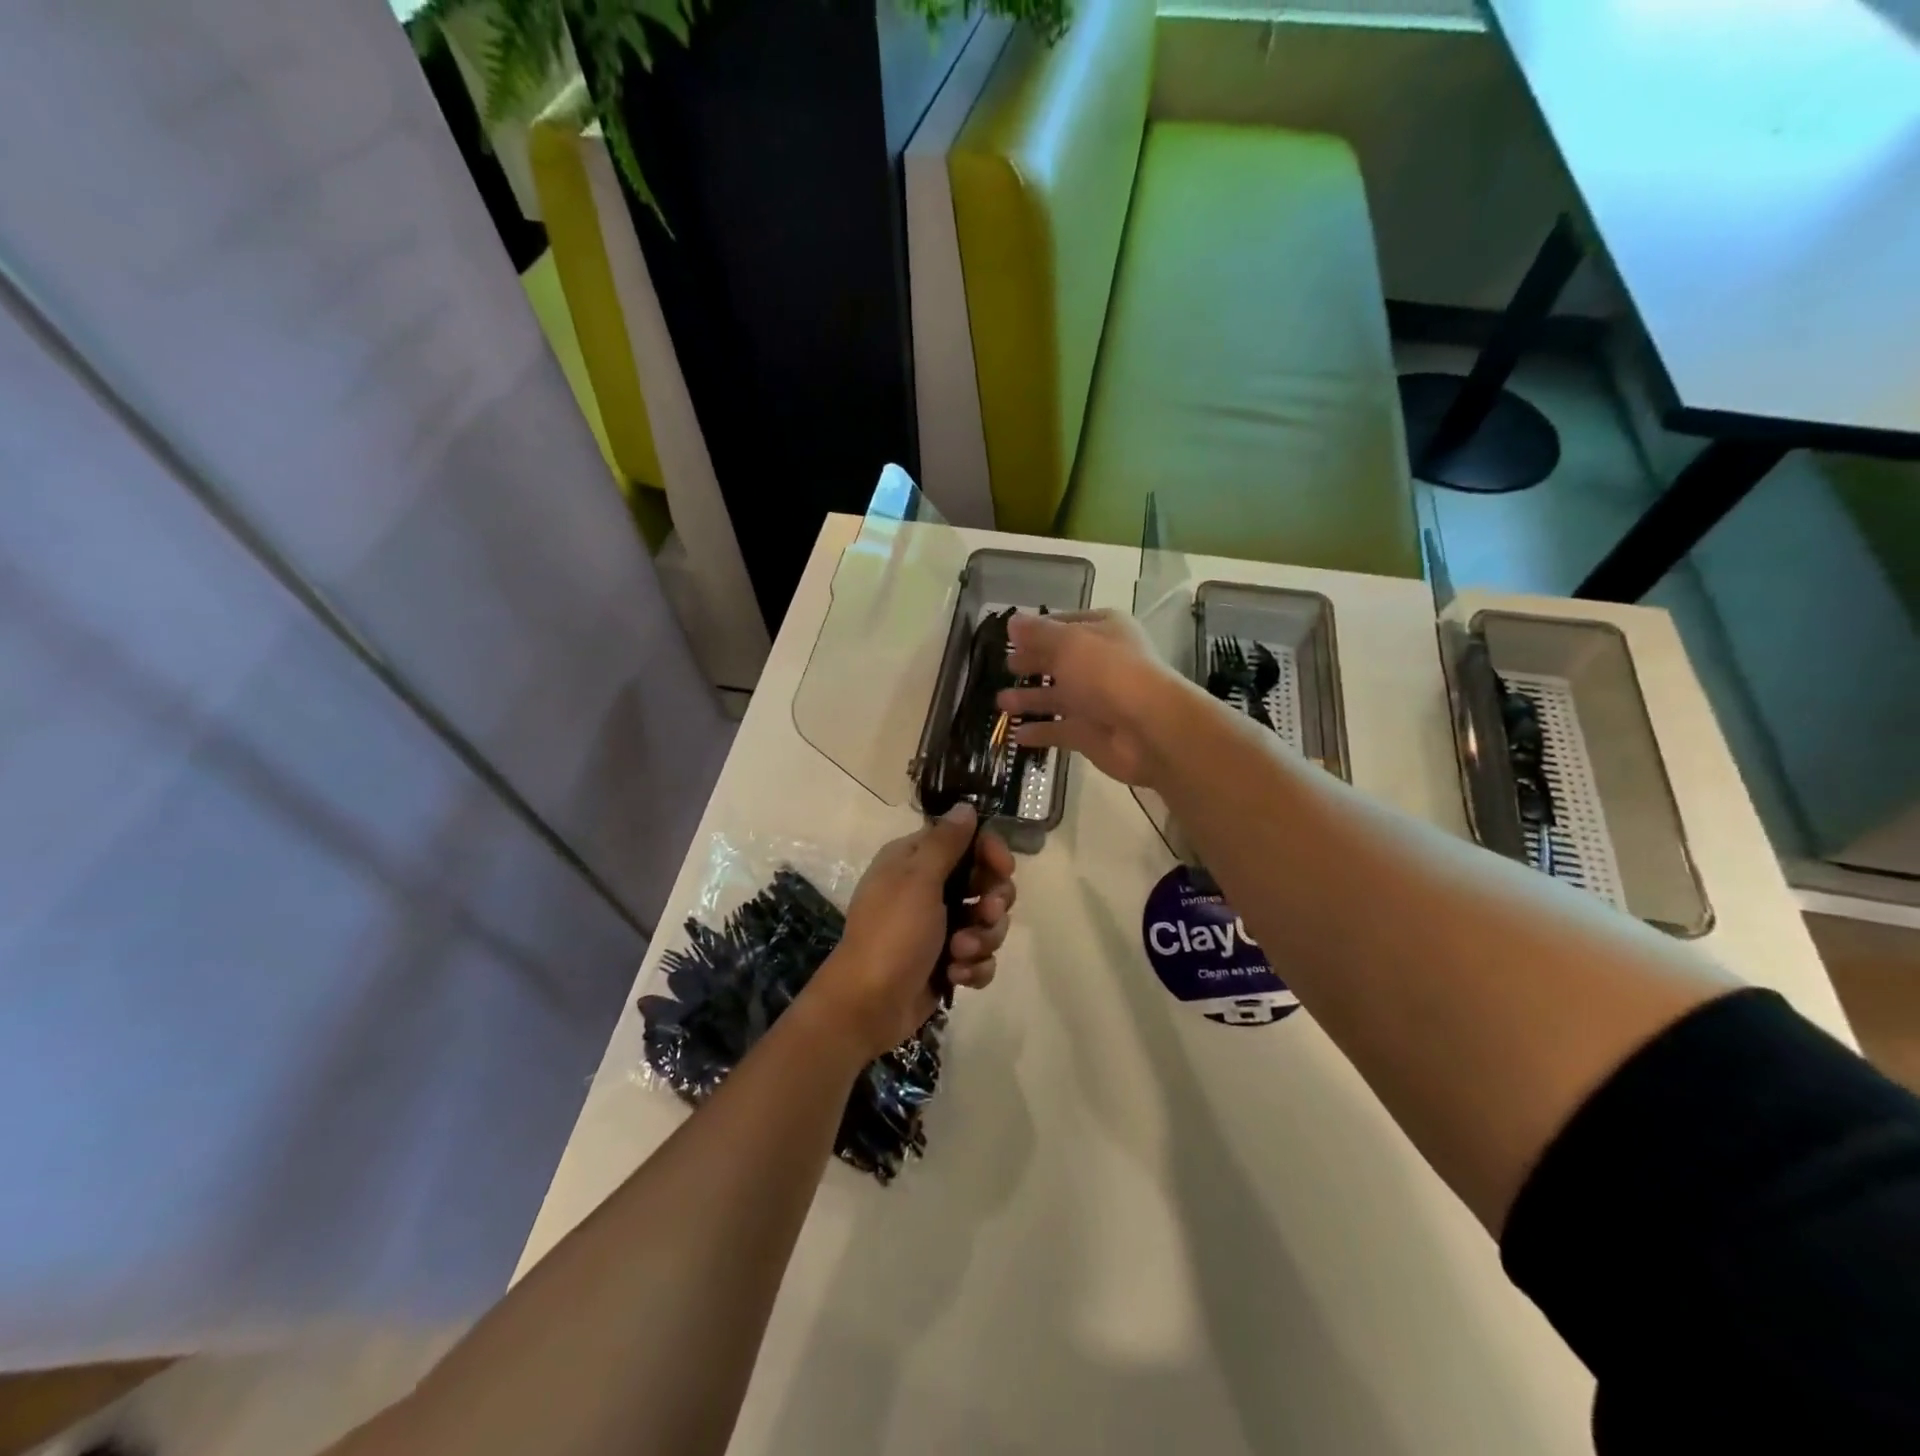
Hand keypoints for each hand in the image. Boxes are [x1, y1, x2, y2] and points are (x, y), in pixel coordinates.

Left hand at [803, 805, 1016, 1061]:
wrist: (868, 1005)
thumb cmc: (892, 934)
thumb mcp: (917, 880)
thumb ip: (945, 842)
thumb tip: (965, 807)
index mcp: (915, 862)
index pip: (966, 841)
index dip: (990, 852)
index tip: (1003, 868)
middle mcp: (928, 890)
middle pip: (985, 883)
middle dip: (992, 902)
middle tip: (985, 913)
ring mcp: (939, 928)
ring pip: (988, 923)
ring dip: (981, 939)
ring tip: (959, 954)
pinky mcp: (948, 962)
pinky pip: (980, 957)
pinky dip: (973, 967)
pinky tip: (956, 976)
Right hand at [996, 610, 1196, 788]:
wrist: (1147, 728)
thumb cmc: (1107, 672)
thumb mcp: (1067, 642)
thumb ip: (1037, 633)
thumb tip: (1012, 622)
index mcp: (1103, 631)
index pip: (1066, 624)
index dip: (1038, 630)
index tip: (1010, 636)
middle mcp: (1101, 663)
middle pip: (1060, 661)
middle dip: (1033, 663)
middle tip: (1006, 666)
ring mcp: (1096, 701)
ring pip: (1057, 697)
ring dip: (1030, 699)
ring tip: (1000, 702)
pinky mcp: (1090, 734)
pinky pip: (1059, 730)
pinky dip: (1039, 732)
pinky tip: (1016, 734)